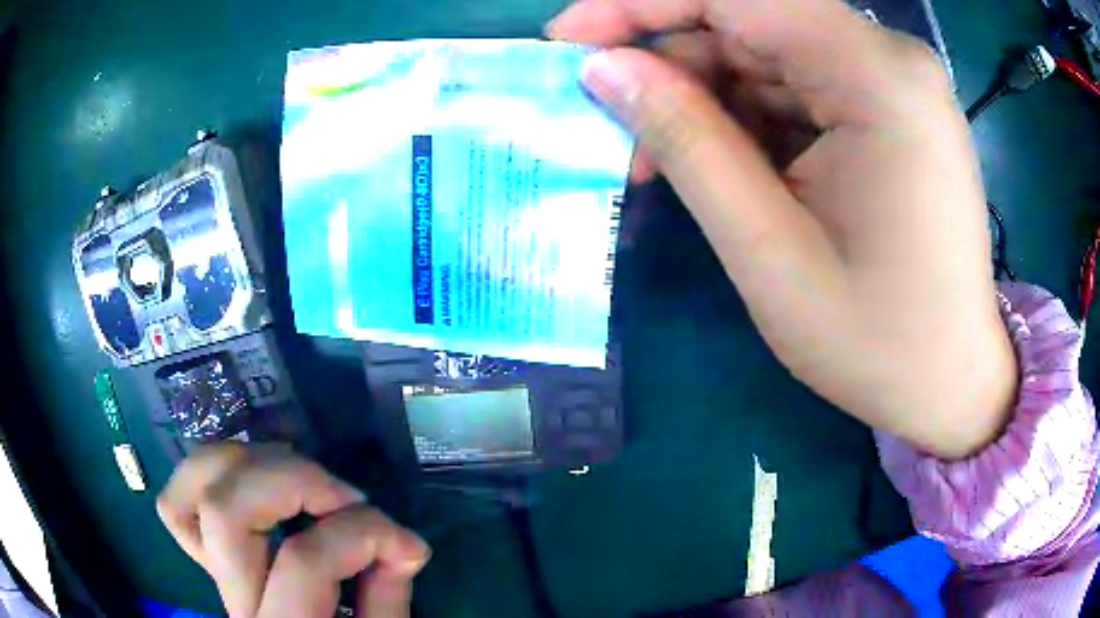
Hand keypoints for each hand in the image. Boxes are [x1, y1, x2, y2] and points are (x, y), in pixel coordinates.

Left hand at [156, 445, 429, 617]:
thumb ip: (389, 598)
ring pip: (195, 490)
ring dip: (251, 461)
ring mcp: (210, 570)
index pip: (304, 560)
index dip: (363, 535)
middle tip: (345, 497)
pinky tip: (243, 477)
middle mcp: (232, 596)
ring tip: (303, 477)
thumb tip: (404, 544)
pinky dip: (205, 476)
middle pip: (227, 509)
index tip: (408, 544)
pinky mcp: (205, 555)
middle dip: (296, 482)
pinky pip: (177, 504)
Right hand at [548, 0, 1017, 458]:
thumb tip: (604, 69)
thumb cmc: (876, 340)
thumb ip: (686, 138)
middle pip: (752, 22)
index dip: (640, 4)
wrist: (951, 382)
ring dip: (705, 97)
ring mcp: (893, 83)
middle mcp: (890, 59)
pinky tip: (721, 163)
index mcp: (877, 76)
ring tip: (661, 160)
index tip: (568, 37)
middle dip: (671, 62)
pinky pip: (798, 87)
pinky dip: (747, 117)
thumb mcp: (768, 247)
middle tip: (612, 121)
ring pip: (769, 55)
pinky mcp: (889, 111)